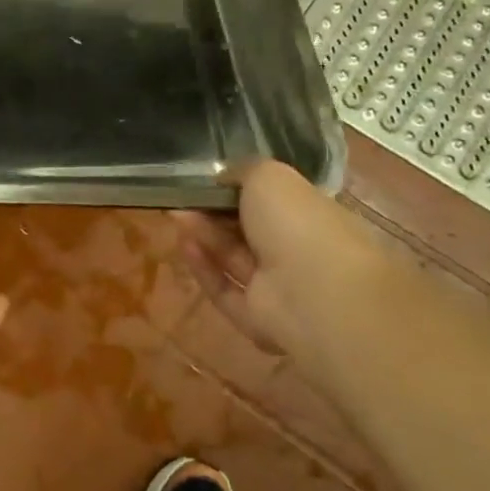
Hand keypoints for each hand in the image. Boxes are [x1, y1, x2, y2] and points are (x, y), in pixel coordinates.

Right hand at [172, 159, 381, 380]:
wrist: (314, 292)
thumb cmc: (298, 223)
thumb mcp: (270, 175)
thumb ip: (244, 170)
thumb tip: (224, 177)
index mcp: (314, 218)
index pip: (274, 203)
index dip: (239, 191)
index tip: (209, 181)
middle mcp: (299, 253)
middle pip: (249, 232)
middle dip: (214, 213)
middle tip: (183, 198)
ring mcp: (280, 289)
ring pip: (234, 259)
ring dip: (205, 235)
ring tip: (175, 215)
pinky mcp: (257, 319)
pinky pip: (225, 290)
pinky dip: (204, 268)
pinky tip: (184, 245)